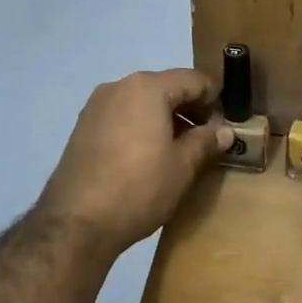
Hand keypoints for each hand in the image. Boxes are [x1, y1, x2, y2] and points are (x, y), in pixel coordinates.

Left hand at [37, 68, 231, 256]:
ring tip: (177, 152)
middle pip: (166, 87)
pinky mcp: (82, 126)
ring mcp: (96, 105)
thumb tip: (225, 131)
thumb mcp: (182, 167)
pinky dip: (140, 128)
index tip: (223, 128)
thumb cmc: (139, 188)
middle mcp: (119, 86)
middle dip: (189, 110)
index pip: (194, 80)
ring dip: (165, 120)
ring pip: (142, 102)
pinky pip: (122, 116)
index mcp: (148, 87)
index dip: (215, 101)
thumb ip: (206, 141)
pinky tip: (146, 158)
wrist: (77, 222)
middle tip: (204, 142)